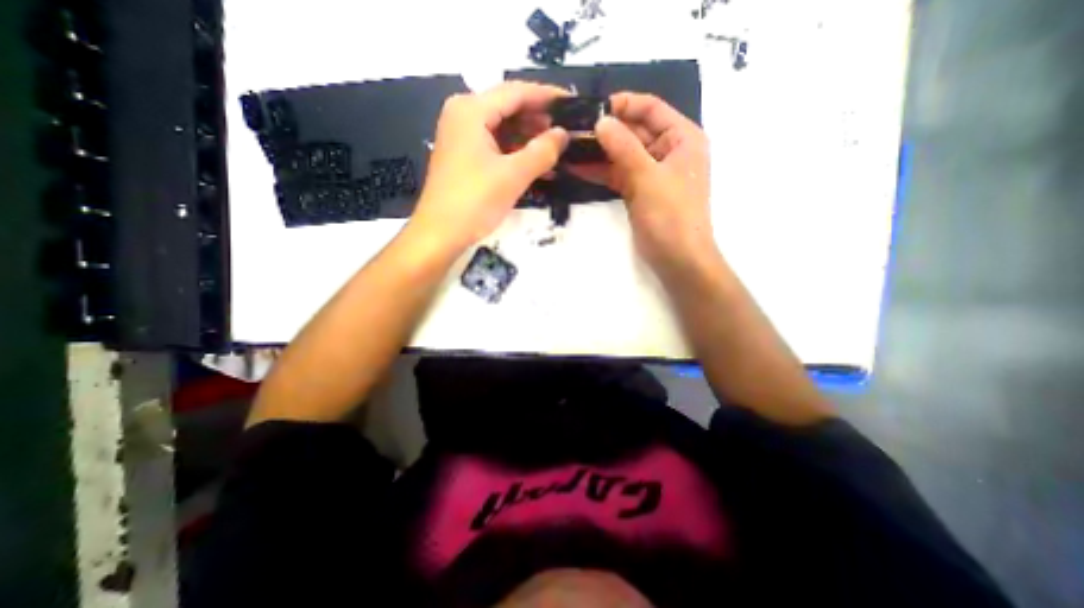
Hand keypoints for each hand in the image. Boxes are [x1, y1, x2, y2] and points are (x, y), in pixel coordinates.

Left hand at [410, 81, 569, 251]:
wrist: (440, 234)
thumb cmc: (474, 201)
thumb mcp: (513, 175)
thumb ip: (542, 151)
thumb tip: (564, 134)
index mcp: (471, 110)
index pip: (516, 92)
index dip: (547, 96)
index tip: (572, 104)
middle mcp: (463, 116)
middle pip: (508, 108)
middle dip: (539, 119)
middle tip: (567, 131)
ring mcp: (462, 137)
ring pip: (503, 129)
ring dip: (529, 139)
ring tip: (557, 149)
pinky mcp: (464, 157)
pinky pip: (496, 146)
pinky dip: (516, 153)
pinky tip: (536, 164)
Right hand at [570, 92, 716, 273]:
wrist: (677, 258)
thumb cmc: (671, 215)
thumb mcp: (648, 177)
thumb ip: (624, 147)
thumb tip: (600, 121)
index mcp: (681, 138)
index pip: (651, 109)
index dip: (624, 104)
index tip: (594, 108)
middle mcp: (667, 151)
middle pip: (633, 132)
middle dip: (605, 131)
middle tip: (573, 130)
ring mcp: (651, 173)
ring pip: (622, 155)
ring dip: (598, 153)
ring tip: (569, 148)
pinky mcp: (638, 192)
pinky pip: (618, 175)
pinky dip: (600, 173)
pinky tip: (577, 168)